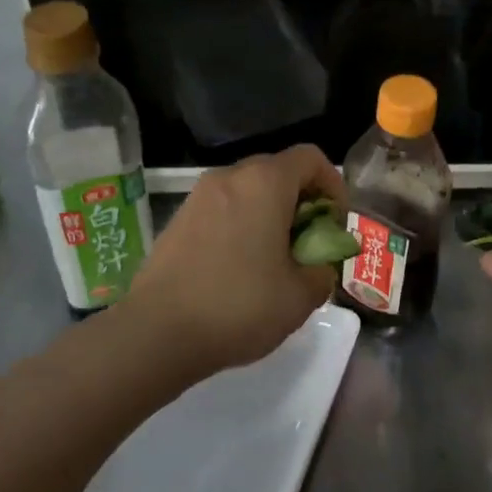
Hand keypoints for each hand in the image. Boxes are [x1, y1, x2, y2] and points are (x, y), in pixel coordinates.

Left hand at [125, 145, 346, 379]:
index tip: (334, 224)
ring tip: (275, 259)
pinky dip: (241, 224)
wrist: (157, 333)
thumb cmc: (238, 306)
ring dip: (270, 214)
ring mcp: (198, 196)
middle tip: (308, 243)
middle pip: (278, 171)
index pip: (311, 158)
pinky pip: (222, 208)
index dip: (333, 185)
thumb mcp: (300, 296)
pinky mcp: (178, 219)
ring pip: (248, 190)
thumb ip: (323, 270)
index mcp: (264, 183)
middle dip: (302, 201)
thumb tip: (319, 263)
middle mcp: (229, 177)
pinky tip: (239, 267)